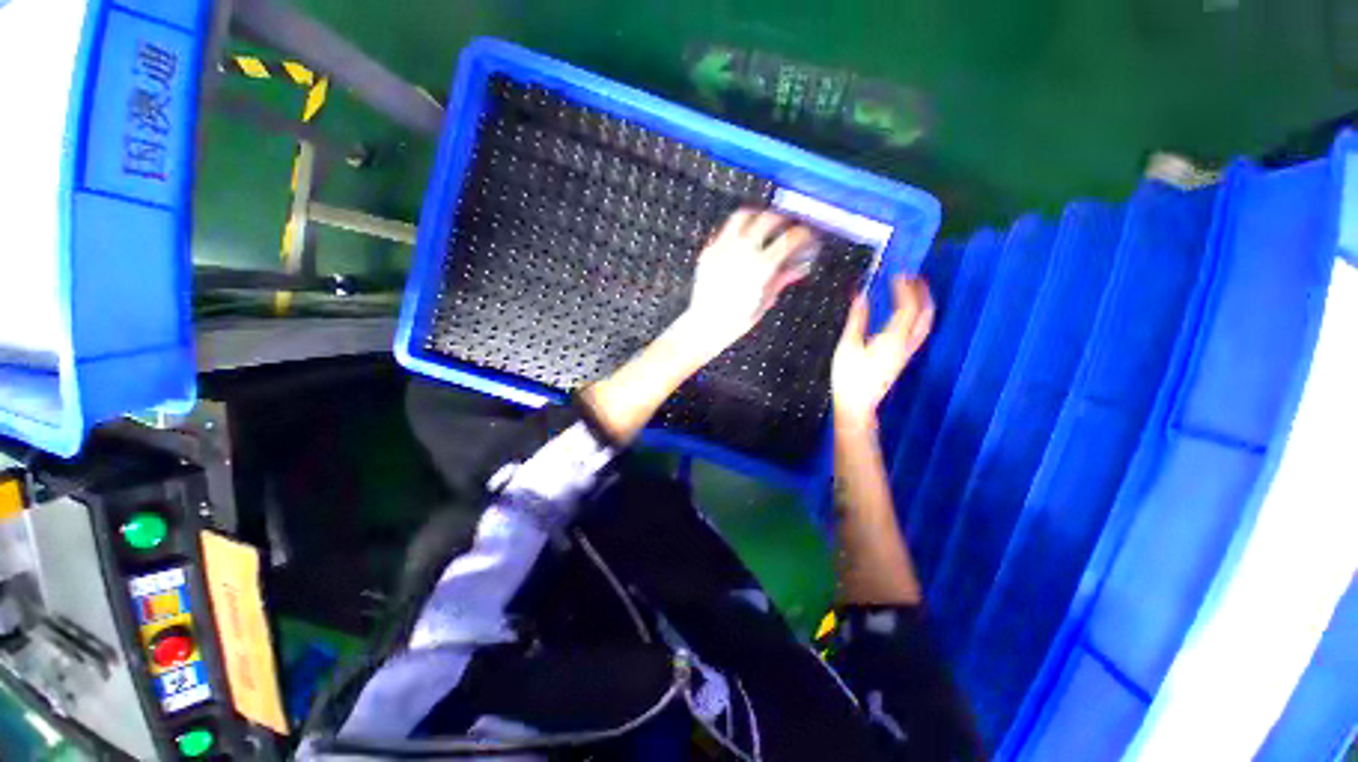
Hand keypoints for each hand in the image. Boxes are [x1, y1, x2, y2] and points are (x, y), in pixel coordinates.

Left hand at [676, 208, 817, 360]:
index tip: (806, 236)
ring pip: (743, 216)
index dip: (803, 234)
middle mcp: (744, 251)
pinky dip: (737, 229)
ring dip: (757, 216)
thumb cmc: (737, 319)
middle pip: (769, 219)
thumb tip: (798, 267)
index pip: (790, 238)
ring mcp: (724, 248)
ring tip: (763, 225)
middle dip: (783, 219)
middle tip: (787, 226)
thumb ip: (782, 278)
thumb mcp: (765, 300)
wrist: (706, 325)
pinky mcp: (709, 251)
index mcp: (763, 265)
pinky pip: (725, 230)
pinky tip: (742, 239)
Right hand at [832, 275, 934, 429]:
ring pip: (925, 322)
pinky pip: (918, 330)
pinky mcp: (903, 357)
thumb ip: (857, 319)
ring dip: (923, 302)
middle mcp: (906, 343)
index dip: (905, 288)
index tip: (896, 274)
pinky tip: (907, 312)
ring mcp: (907, 351)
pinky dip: (917, 314)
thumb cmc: (849, 377)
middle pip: (925, 313)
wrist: (857, 405)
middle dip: (921, 292)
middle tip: (911, 276)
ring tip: (912, 289)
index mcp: (892, 339)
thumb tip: (861, 296)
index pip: (907, 307)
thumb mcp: (848, 346)